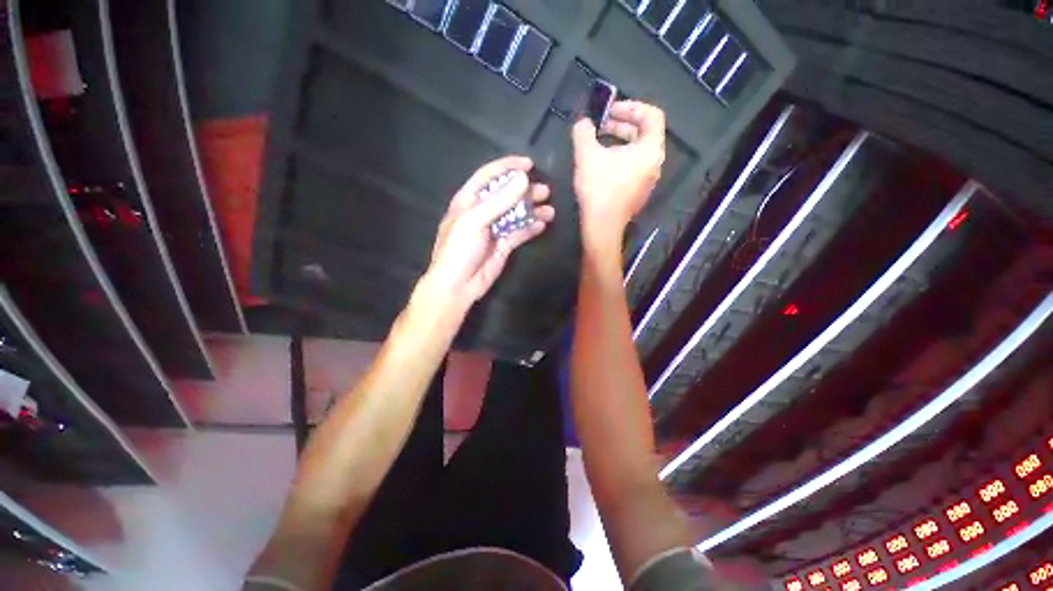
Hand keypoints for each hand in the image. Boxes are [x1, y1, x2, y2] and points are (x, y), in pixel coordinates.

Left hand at [420, 156, 554, 315]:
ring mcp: (494, 229)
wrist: (458, 285)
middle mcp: (482, 212)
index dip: (508, 167)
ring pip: (516, 214)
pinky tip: (542, 224)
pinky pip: (519, 232)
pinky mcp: (503, 245)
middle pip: (506, 194)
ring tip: (550, 209)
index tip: (529, 165)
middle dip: (525, 190)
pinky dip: (531, 227)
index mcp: (469, 201)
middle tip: (545, 191)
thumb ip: (499, 201)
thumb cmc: (459, 250)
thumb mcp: (474, 221)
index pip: (489, 176)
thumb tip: (523, 179)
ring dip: (532, 210)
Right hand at [572, 101, 665, 250]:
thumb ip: (583, 132)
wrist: (601, 226)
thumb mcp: (586, 155)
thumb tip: (583, 123)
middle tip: (602, 123)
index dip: (631, 106)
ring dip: (621, 140)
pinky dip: (621, 157)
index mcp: (650, 149)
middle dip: (623, 123)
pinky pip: (634, 166)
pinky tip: (602, 163)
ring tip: (600, 141)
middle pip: (645, 132)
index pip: (652, 115)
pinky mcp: (638, 191)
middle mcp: (654, 163)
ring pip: (638, 150)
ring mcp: (648, 179)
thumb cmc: (598, 189)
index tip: (610, 110)